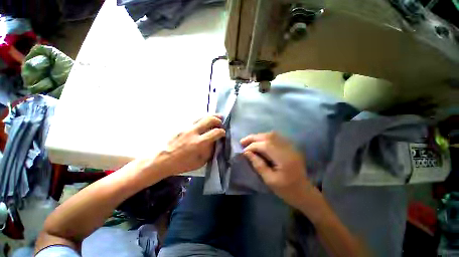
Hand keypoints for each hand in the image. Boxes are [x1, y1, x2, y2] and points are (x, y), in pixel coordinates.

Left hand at [155, 115, 225, 175]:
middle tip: (221, 122)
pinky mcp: (182, 126)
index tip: (223, 133)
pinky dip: (203, 118)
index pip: (215, 132)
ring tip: (216, 116)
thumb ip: (209, 151)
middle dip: (218, 120)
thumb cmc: (182, 164)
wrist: (163, 159)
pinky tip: (205, 120)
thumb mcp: (200, 162)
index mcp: (199, 143)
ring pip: (202, 117)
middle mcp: (194, 132)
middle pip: (209, 120)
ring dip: (211, 116)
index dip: (222, 132)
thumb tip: (215, 142)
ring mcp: (187, 127)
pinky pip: (195, 119)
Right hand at [240, 132, 313, 208]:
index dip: (252, 146)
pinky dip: (265, 137)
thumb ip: (258, 165)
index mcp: (284, 159)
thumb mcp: (269, 180)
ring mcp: (291, 146)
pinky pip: (276, 137)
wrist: (304, 192)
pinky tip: (260, 141)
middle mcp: (288, 149)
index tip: (244, 151)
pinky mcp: (290, 147)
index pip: (265, 146)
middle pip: (269, 137)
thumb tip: (246, 153)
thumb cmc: (286, 190)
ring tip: (249, 141)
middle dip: (253, 138)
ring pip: (272, 135)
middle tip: (242, 141)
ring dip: (259, 136)